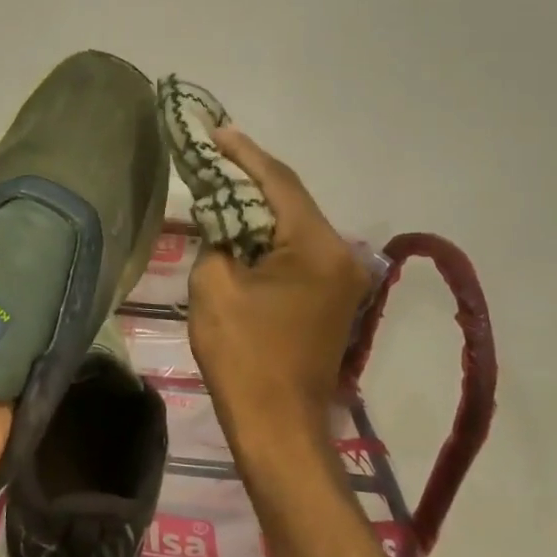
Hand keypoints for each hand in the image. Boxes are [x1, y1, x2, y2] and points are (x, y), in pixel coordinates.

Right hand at [187, 127, 372, 460]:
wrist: (279, 426)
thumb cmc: (243, 355)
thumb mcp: (214, 286)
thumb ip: (218, 238)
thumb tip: (224, 223)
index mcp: (315, 246)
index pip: (278, 182)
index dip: (244, 153)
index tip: (216, 130)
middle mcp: (340, 253)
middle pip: (292, 197)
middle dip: (252, 174)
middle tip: (215, 151)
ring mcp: (342, 276)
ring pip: (297, 221)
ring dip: (261, 202)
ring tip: (224, 178)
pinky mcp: (334, 295)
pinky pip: (300, 246)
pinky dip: (272, 231)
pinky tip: (244, 222)